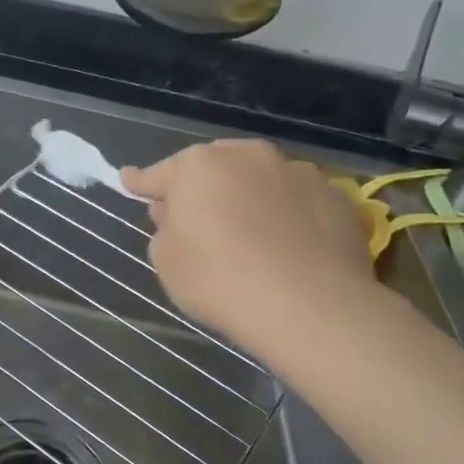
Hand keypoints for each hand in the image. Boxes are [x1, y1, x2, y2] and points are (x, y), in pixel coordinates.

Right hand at [122, 140, 376, 357]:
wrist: (310, 307)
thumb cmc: (220, 280)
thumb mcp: (166, 261)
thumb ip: (164, 229)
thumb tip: (178, 215)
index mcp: (197, 165)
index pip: (157, 174)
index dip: (140, 183)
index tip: (128, 180)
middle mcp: (247, 156)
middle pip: (212, 169)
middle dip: (201, 189)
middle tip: (196, 221)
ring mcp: (296, 171)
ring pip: (258, 181)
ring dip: (246, 198)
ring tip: (249, 236)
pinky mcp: (335, 196)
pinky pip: (295, 202)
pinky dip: (285, 215)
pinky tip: (287, 247)